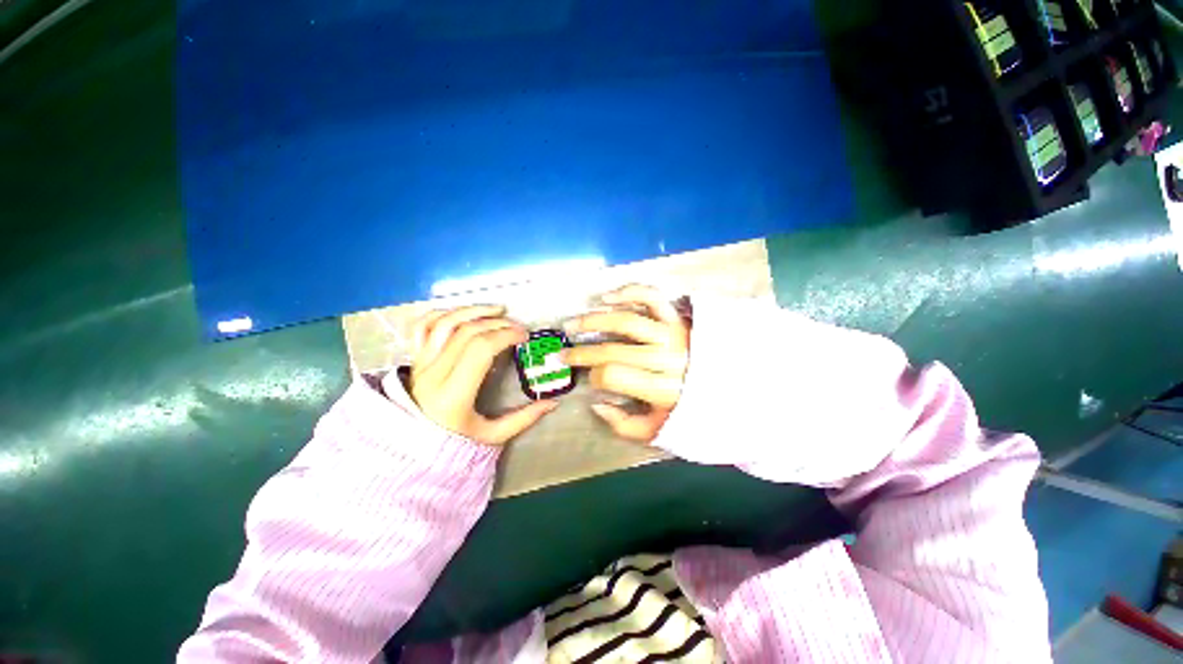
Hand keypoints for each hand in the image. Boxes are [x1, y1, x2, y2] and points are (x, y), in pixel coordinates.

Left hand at [385, 305, 557, 444]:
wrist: (409, 450)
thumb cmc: (452, 446)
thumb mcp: (492, 437)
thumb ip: (523, 419)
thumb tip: (553, 403)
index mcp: (454, 394)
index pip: (481, 348)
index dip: (506, 335)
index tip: (524, 336)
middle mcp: (434, 374)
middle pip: (468, 332)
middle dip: (498, 324)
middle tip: (518, 328)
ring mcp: (421, 364)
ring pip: (445, 323)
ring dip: (474, 311)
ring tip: (497, 310)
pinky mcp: (414, 359)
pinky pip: (421, 326)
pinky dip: (442, 313)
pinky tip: (464, 313)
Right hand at [562, 285, 689, 441]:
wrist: (731, 385)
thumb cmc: (691, 409)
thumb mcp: (657, 429)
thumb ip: (624, 425)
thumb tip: (596, 403)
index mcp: (662, 389)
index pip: (614, 376)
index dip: (594, 377)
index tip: (589, 379)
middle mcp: (666, 358)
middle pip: (613, 350)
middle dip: (582, 353)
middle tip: (563, 353)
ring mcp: (671, 333)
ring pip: (626, 321)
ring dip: (594, 320)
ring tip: (573, 324)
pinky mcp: (677, 317)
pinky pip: (651, 297)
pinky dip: (628, 292)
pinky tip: (607, 298)